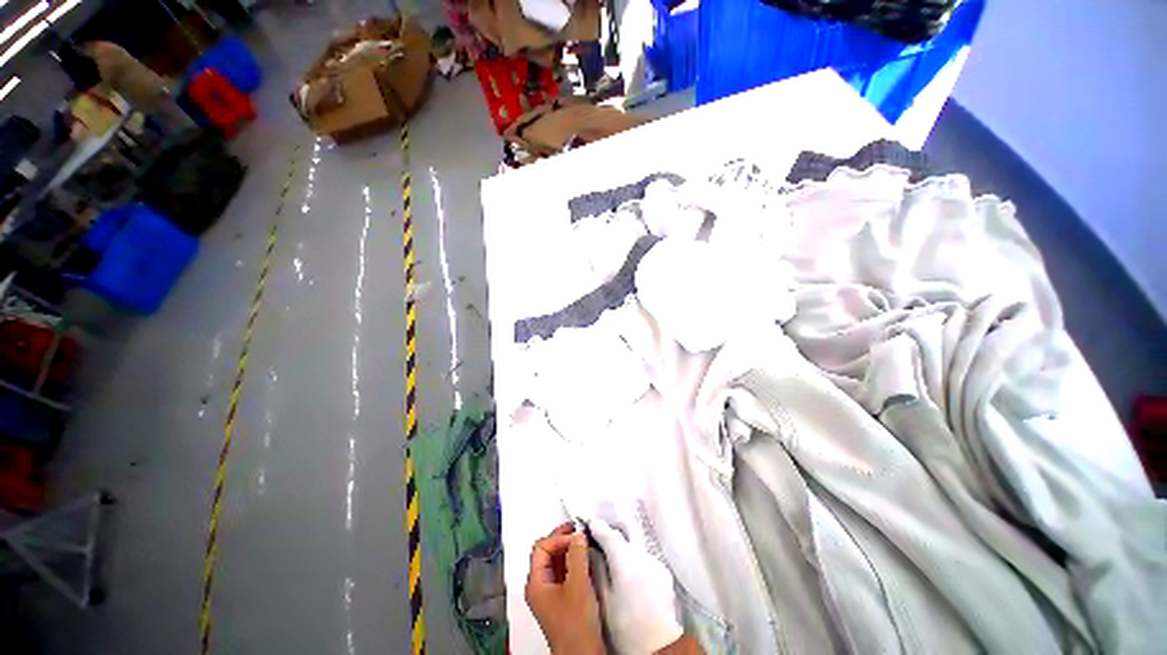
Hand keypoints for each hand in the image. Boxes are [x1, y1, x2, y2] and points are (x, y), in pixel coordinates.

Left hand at [525, 522, 605, 654]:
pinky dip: (574, 562)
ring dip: (570, 550)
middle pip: (547, 552)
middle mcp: (540, 586)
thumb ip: (577, 555)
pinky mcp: (562, 599)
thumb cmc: (576, 625)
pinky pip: (564, 572)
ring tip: (585, 544)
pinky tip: (585, 560)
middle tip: (579, 532)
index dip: (558, 538)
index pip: (542, 547)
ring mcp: (550, 593)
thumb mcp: (578, 584)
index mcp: (536, 583)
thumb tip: (578, 534)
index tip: (576, 537)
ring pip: (557, 561)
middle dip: (563, 540)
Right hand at [589, 519, 683, 653]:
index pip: (608, 532)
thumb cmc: (625, 625)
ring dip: (624, 548)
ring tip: (614, 564)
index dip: (596, 526)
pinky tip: (631, 578)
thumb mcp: (603, 599)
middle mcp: (642, 553)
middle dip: (612, 532)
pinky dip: (635, 561)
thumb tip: (590, 548)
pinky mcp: (663, 572)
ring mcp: (655, 561)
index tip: (587, 524)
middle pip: (625, 533)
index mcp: (625, 558)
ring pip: (635, 545)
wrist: (660, 646)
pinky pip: (645, 558)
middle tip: (599, 541)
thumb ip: (596, 568)